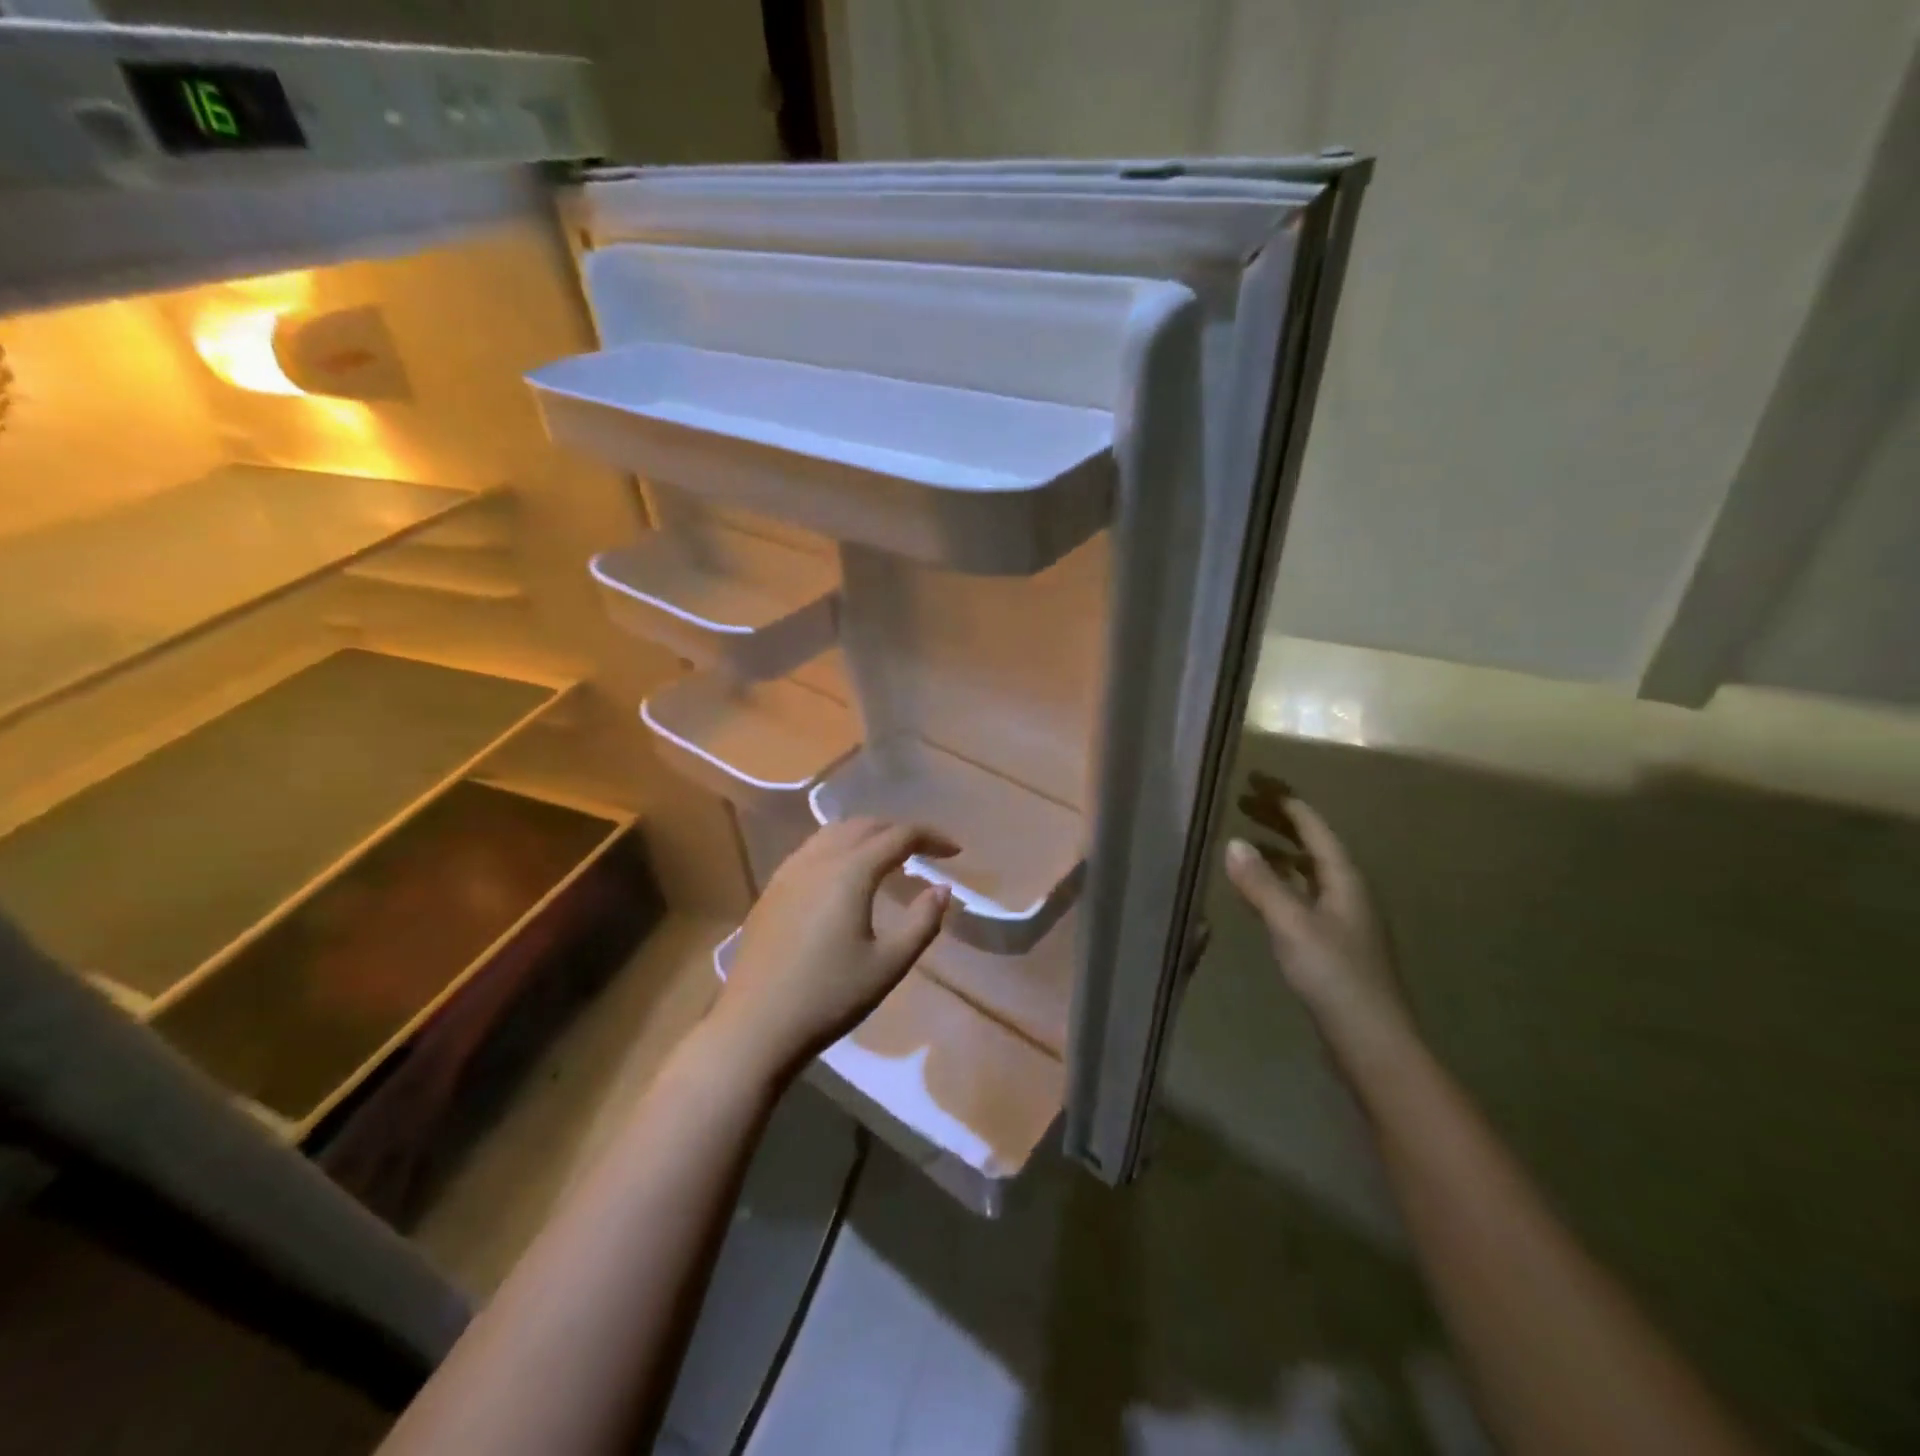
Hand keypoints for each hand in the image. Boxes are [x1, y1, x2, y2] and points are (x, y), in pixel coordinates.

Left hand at [710, 818, 955, 1075]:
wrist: (755, 1026)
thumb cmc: (829, 997)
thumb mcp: (888, 965)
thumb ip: (922, 922)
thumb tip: (942, 889)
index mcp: (850, 871)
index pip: (899, 835)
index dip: (931, 838)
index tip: (954, 852)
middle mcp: (819, 858)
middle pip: (865, 825)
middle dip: (900, 831)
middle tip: (925, 853)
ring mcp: (789, 871)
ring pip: (835, 832)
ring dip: (868, 835)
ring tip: (889, 858)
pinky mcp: (772, 888)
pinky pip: (813, 849)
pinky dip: (841, 847)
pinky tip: (846, 875)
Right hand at [1223, 797, 1415, 1076]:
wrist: (1371, 1042)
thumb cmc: (1334, 976)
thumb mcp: (1292, 925)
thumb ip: (1262, 884)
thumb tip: (1233, 843)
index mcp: (1344, 881)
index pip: (1314, 829)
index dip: (1286, 804)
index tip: (1257, 783)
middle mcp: (1346, 894)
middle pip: (1312, 847)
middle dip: (1280, 824)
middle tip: (1244, 804)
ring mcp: (1341, 921)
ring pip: (1306, 873)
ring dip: (1278, 854)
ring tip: (1247, 843)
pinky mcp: (1331, 946)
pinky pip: (1300, 898)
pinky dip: (1278, 884)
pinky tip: (1259, 894)